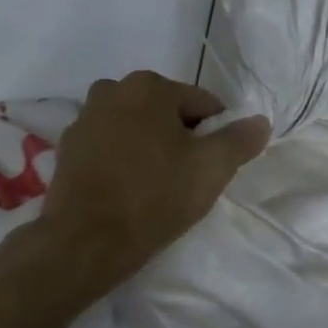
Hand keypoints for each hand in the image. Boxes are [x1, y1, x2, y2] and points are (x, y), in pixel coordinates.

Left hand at [35, 71, 270, 291]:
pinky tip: (127, 190)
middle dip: (180, 139)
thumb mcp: (211, 168)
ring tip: (156, 187)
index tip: (214, 168)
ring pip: (136, 128)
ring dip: (150, 148)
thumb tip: (260, 121)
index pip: (203, 105)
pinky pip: (109, 147)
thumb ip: (240, 140)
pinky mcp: (67, 148)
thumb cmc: (154, 197)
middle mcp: (112, 90)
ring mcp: (84, 118)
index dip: (216, 136)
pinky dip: (122, 160)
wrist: (85, 241)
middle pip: (166, 113)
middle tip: (187, 179)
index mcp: (149, 86)